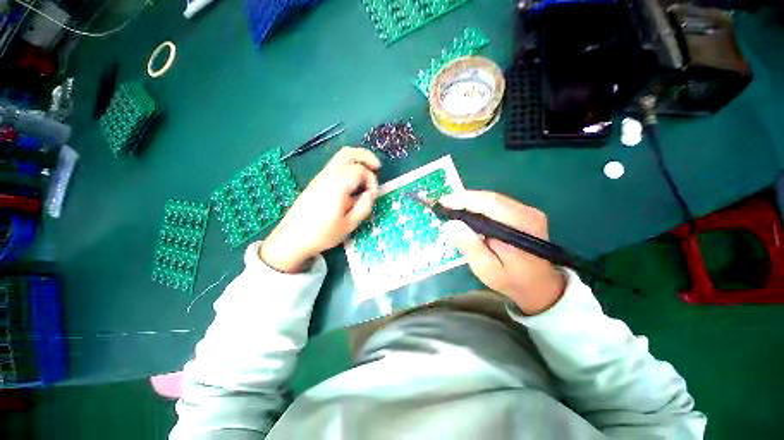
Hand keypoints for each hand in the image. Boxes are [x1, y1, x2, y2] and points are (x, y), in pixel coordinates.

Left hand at [260, 147, 380, 272]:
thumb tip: (371, 193)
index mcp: (337, 185)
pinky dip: (348, 166)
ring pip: (340, 157)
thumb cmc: (322, 234)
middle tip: (377, 167)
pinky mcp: (316, 181)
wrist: (291, 238)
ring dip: (357, 160)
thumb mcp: (349, 224)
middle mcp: (328, 175)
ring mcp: (320, 177)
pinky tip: (353, 181)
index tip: (372, 194)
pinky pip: (335, 166)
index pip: (360, 170)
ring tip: (368, 171)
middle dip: (366, 157)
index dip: (371, 179)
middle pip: (348, 153)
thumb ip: (364, 206)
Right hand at [440, 190, 565, 314]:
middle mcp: (527, 213)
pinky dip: (479, 206)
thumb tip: (451, 224)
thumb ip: (471, 247)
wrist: (541, 286)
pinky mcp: (524, 213)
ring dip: (471, 202)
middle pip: (490, 198)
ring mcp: (528, 211)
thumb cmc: (512, 280)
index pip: (489, 203)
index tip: (443, 203)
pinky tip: (468, 213)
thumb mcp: (487, 269)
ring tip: (452, 208)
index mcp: (521, 225)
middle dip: (464, 199)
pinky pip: (497, 205)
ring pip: (493, 199)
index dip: (463, 199)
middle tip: (444, 205)